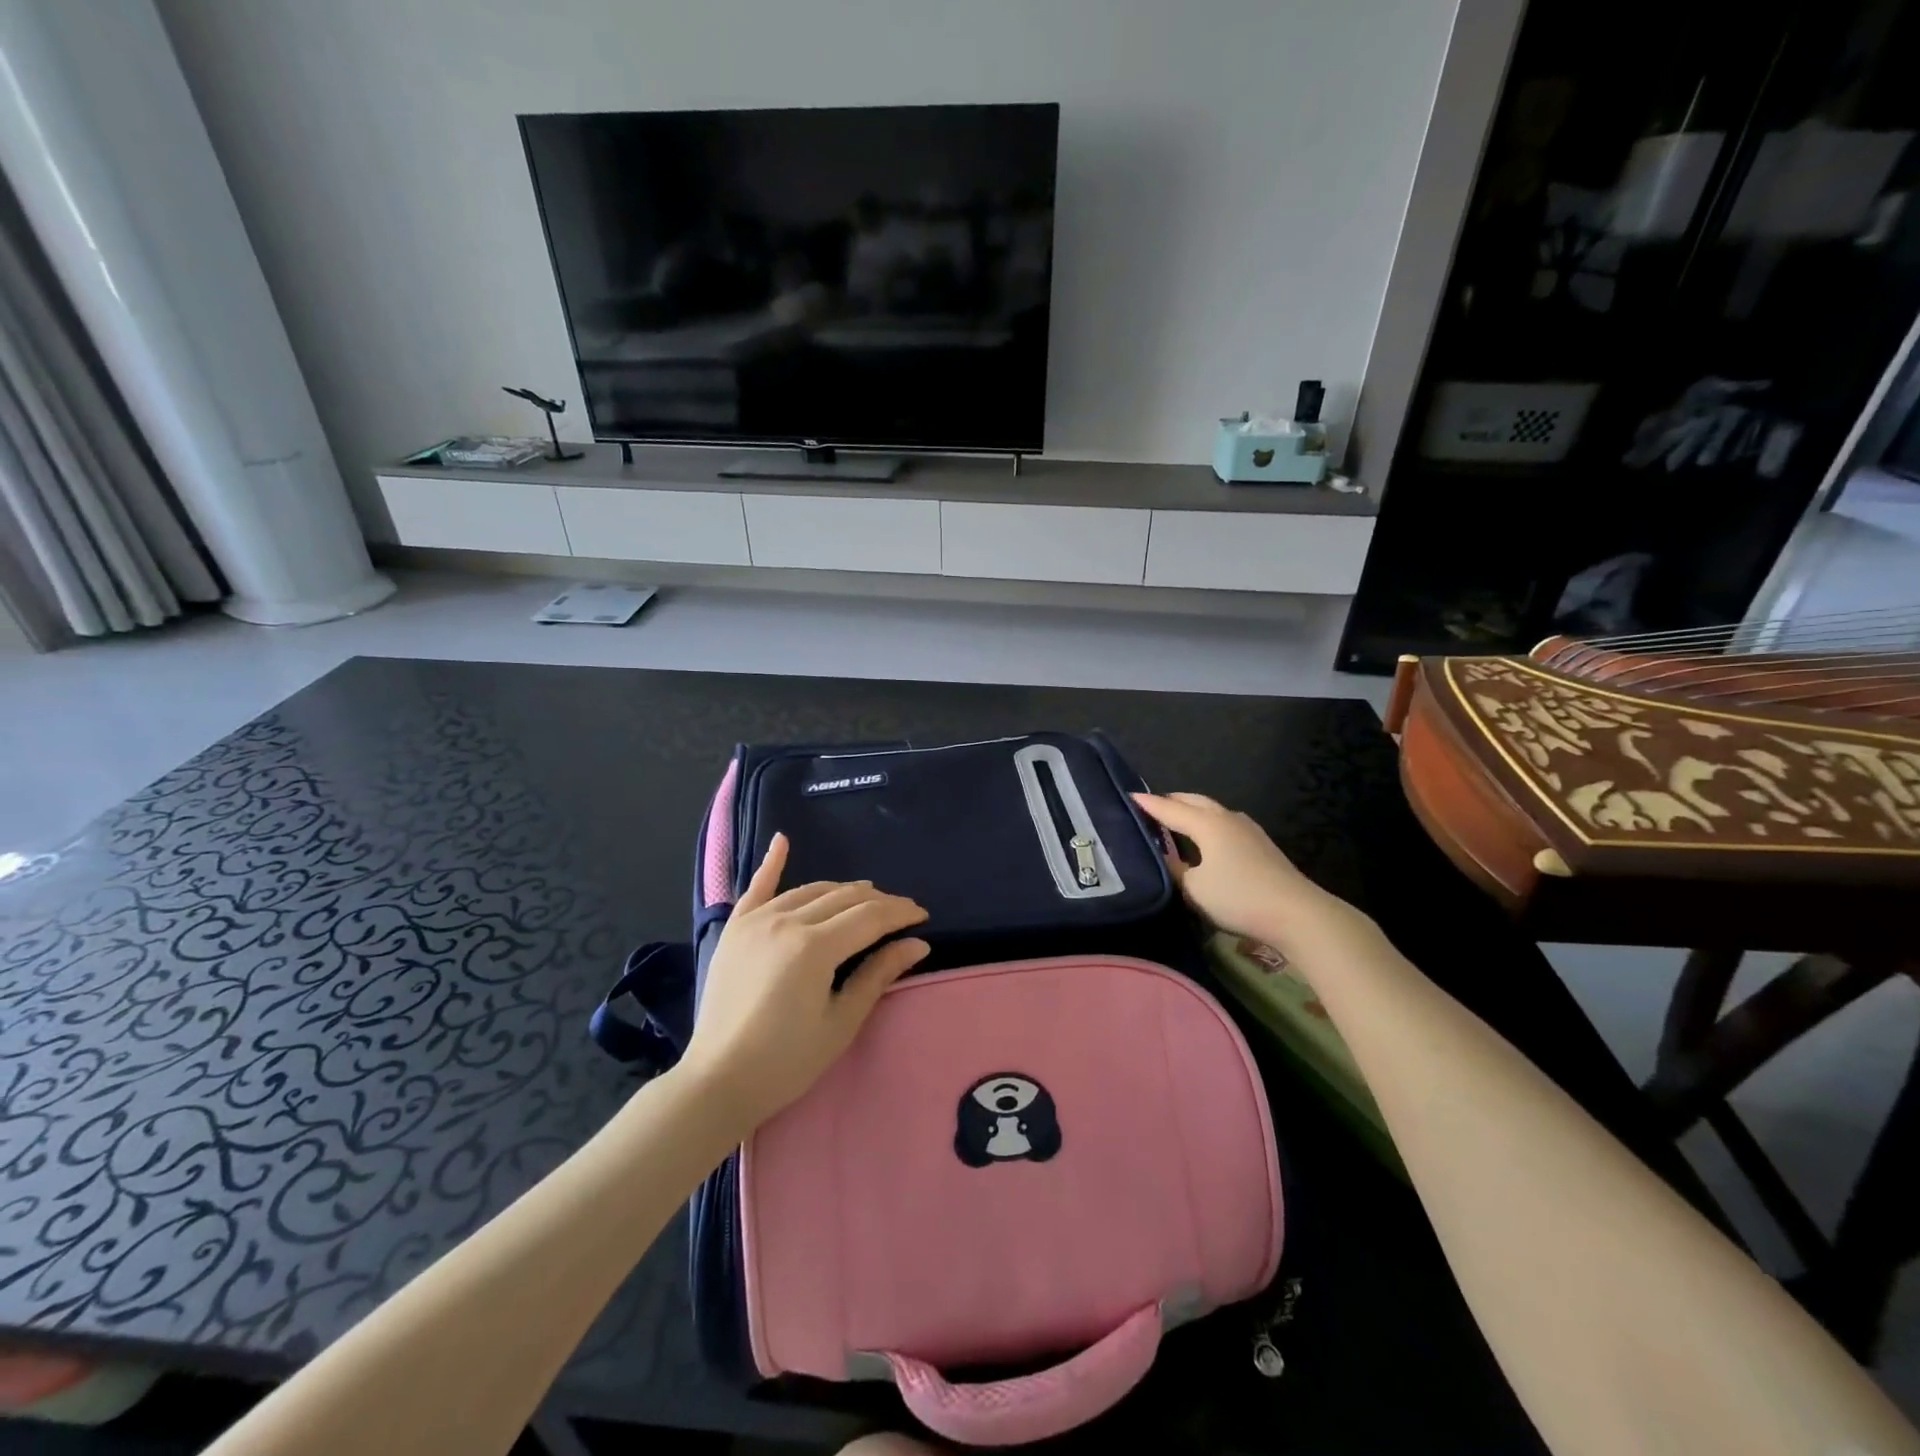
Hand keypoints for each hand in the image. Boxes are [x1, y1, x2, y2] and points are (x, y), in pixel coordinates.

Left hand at [677, 833, 929, 1131]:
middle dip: (878, 902)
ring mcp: (757, 921)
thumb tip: (918, 944)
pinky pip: (757, 887)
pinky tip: (783, 840)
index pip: (870, 917)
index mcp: (815, 947)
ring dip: (843, 890)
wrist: (718, 1080)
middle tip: (900, 914)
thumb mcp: (841, 1022)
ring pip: (811, 890)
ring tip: (865, 897)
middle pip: (844, 898)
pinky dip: (772, 863)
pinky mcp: (736, 929)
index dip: (900, 913)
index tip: (922, 917)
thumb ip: (878, 975)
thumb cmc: (786, 1061)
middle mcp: (786, 921)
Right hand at [1132, 791, 1351, 946]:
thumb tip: (1164, 857)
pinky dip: (1207, 823)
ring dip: (1191, 811)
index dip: (1147, 804)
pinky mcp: (1261, 844)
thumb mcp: (1194, 889)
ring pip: (1212, 810)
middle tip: (1150, 807)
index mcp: (1207, 824)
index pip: (1169, 808)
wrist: (1297, 914)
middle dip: (1170, 801)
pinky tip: (1206, 839)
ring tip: (1175, 820)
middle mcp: (1226, 818)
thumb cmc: (1238, 898)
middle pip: (1193, 801)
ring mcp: (1248, 829)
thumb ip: (1173, 870)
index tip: (1128, 796)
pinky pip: (1225, 823)